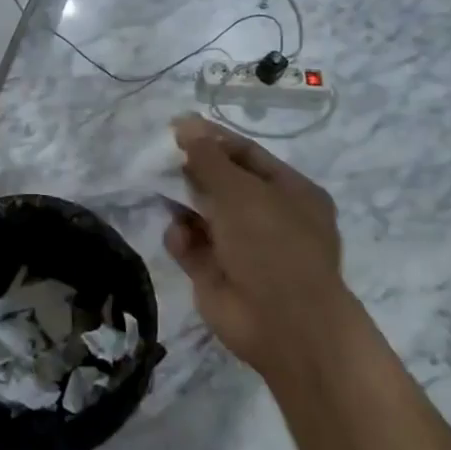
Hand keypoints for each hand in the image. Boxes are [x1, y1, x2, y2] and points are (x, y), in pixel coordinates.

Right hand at [163, 114, 345, 378]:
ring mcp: (242, 248)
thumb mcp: (241, 191)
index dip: (213, 140)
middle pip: (222, 184)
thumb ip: (208, 158)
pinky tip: (180, 237)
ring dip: (182, 203)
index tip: (177, 128)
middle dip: (193, 172)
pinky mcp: (217, 274)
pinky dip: (182, 238)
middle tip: (161, 159)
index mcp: (290, 192)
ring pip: (202, 214)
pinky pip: (192, 246)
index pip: (246, 155)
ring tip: (162, 191)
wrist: (284, 325)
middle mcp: (268, 217)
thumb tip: (185, 124)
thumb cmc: (272, 245)